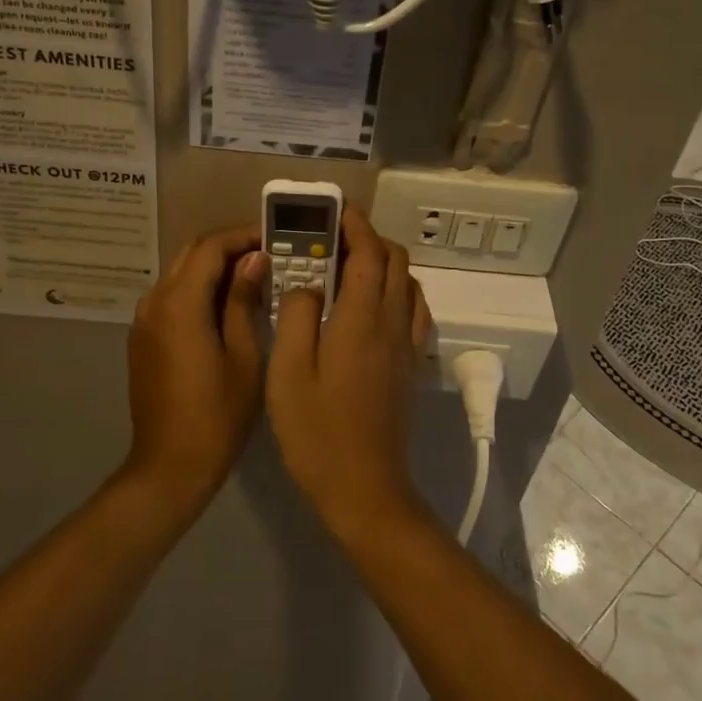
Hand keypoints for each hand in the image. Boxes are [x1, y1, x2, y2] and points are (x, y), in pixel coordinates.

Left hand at [126, 226, 267, 511]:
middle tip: (267, 256)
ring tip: (252, 279)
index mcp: (179, 305)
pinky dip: (198, 289)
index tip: (274, 239)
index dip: (242, 236)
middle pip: (190, 254)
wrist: (170, 465)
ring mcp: (143, 321)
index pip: (210, 248)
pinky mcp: (143, 338)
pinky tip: (226, 306)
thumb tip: (254, 260)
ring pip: (179, 274)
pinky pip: (171, 297)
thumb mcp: (243, 356)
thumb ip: (244, 301)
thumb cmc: (217, 415)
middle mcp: (154, 303)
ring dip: (212, 268)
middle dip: (227, 248)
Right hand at [267, 207, 431, 537]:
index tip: (337, 211)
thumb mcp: (288, 372)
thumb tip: (309, 284)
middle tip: (334, 239)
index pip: (369, 254)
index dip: (356, 226)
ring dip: (385, 263)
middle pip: (396, 261)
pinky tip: (372, 306)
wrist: (364, 489)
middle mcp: (393, 324)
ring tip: (350, 268)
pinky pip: (414, 310)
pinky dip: (398, 291)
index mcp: (362, 320)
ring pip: (409, 283)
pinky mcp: (410, 366)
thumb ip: (297, 316)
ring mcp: (407, 346)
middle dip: (370, 238)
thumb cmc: (317, 432)